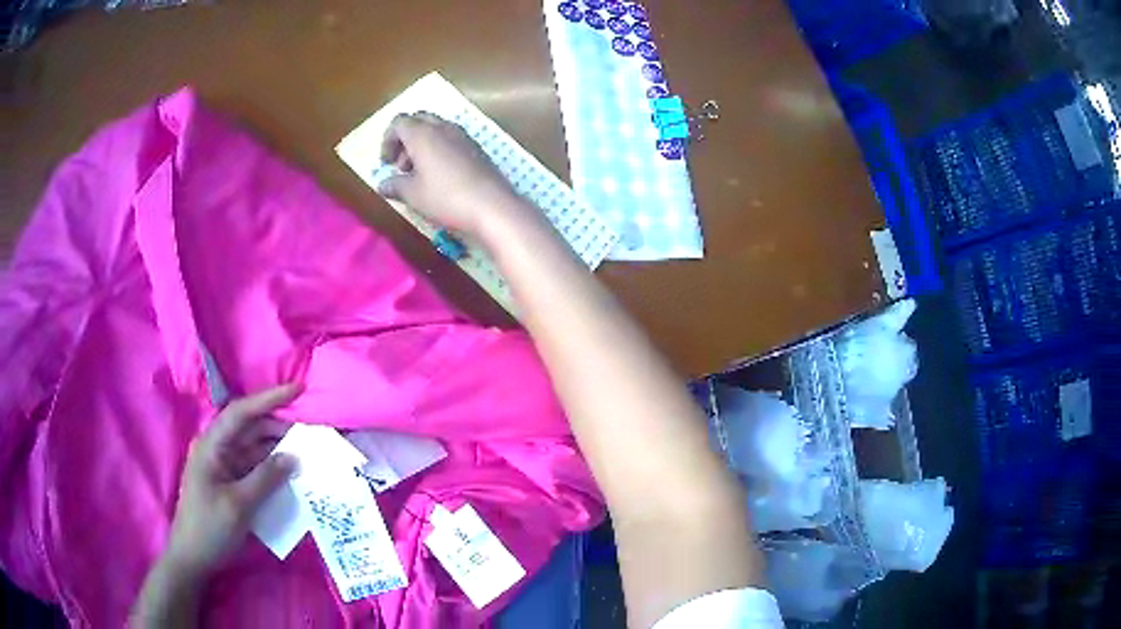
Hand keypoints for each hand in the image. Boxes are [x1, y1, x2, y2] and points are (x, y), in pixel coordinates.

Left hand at [164, 384, 300, 576]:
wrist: (193, 558)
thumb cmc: (209, 528)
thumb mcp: (238, 505)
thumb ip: (265, 478)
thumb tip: (293, 457)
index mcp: (212, 445)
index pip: (242, 412)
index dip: (270, 398)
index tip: (299, 389)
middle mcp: (218, 449)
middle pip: (251, 429)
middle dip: (280, 428)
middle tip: (312, 434)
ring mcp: (225, 467)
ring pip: (256, 449)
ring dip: (279, 450)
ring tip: (308, 453)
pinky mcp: (232, 484)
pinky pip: (256, 469)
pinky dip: (274, 469)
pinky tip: (293, 475)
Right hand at [378, 112, 527, 241]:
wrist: (493, 206)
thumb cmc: (446, 197)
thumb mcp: (413, 195)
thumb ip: (394, 185)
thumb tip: (383, 184)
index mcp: (423, 133)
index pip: (398, 122)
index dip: (387, 141)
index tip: (386, 163)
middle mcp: (443, 127)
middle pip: (418, 121)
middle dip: (405, 140)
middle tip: (401, 166)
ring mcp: (463, 136)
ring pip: (436, 129)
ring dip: (422, 145)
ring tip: (419, 174)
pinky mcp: (477, 148)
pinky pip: (451, 140)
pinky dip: (439, 150)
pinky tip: (440, 176)